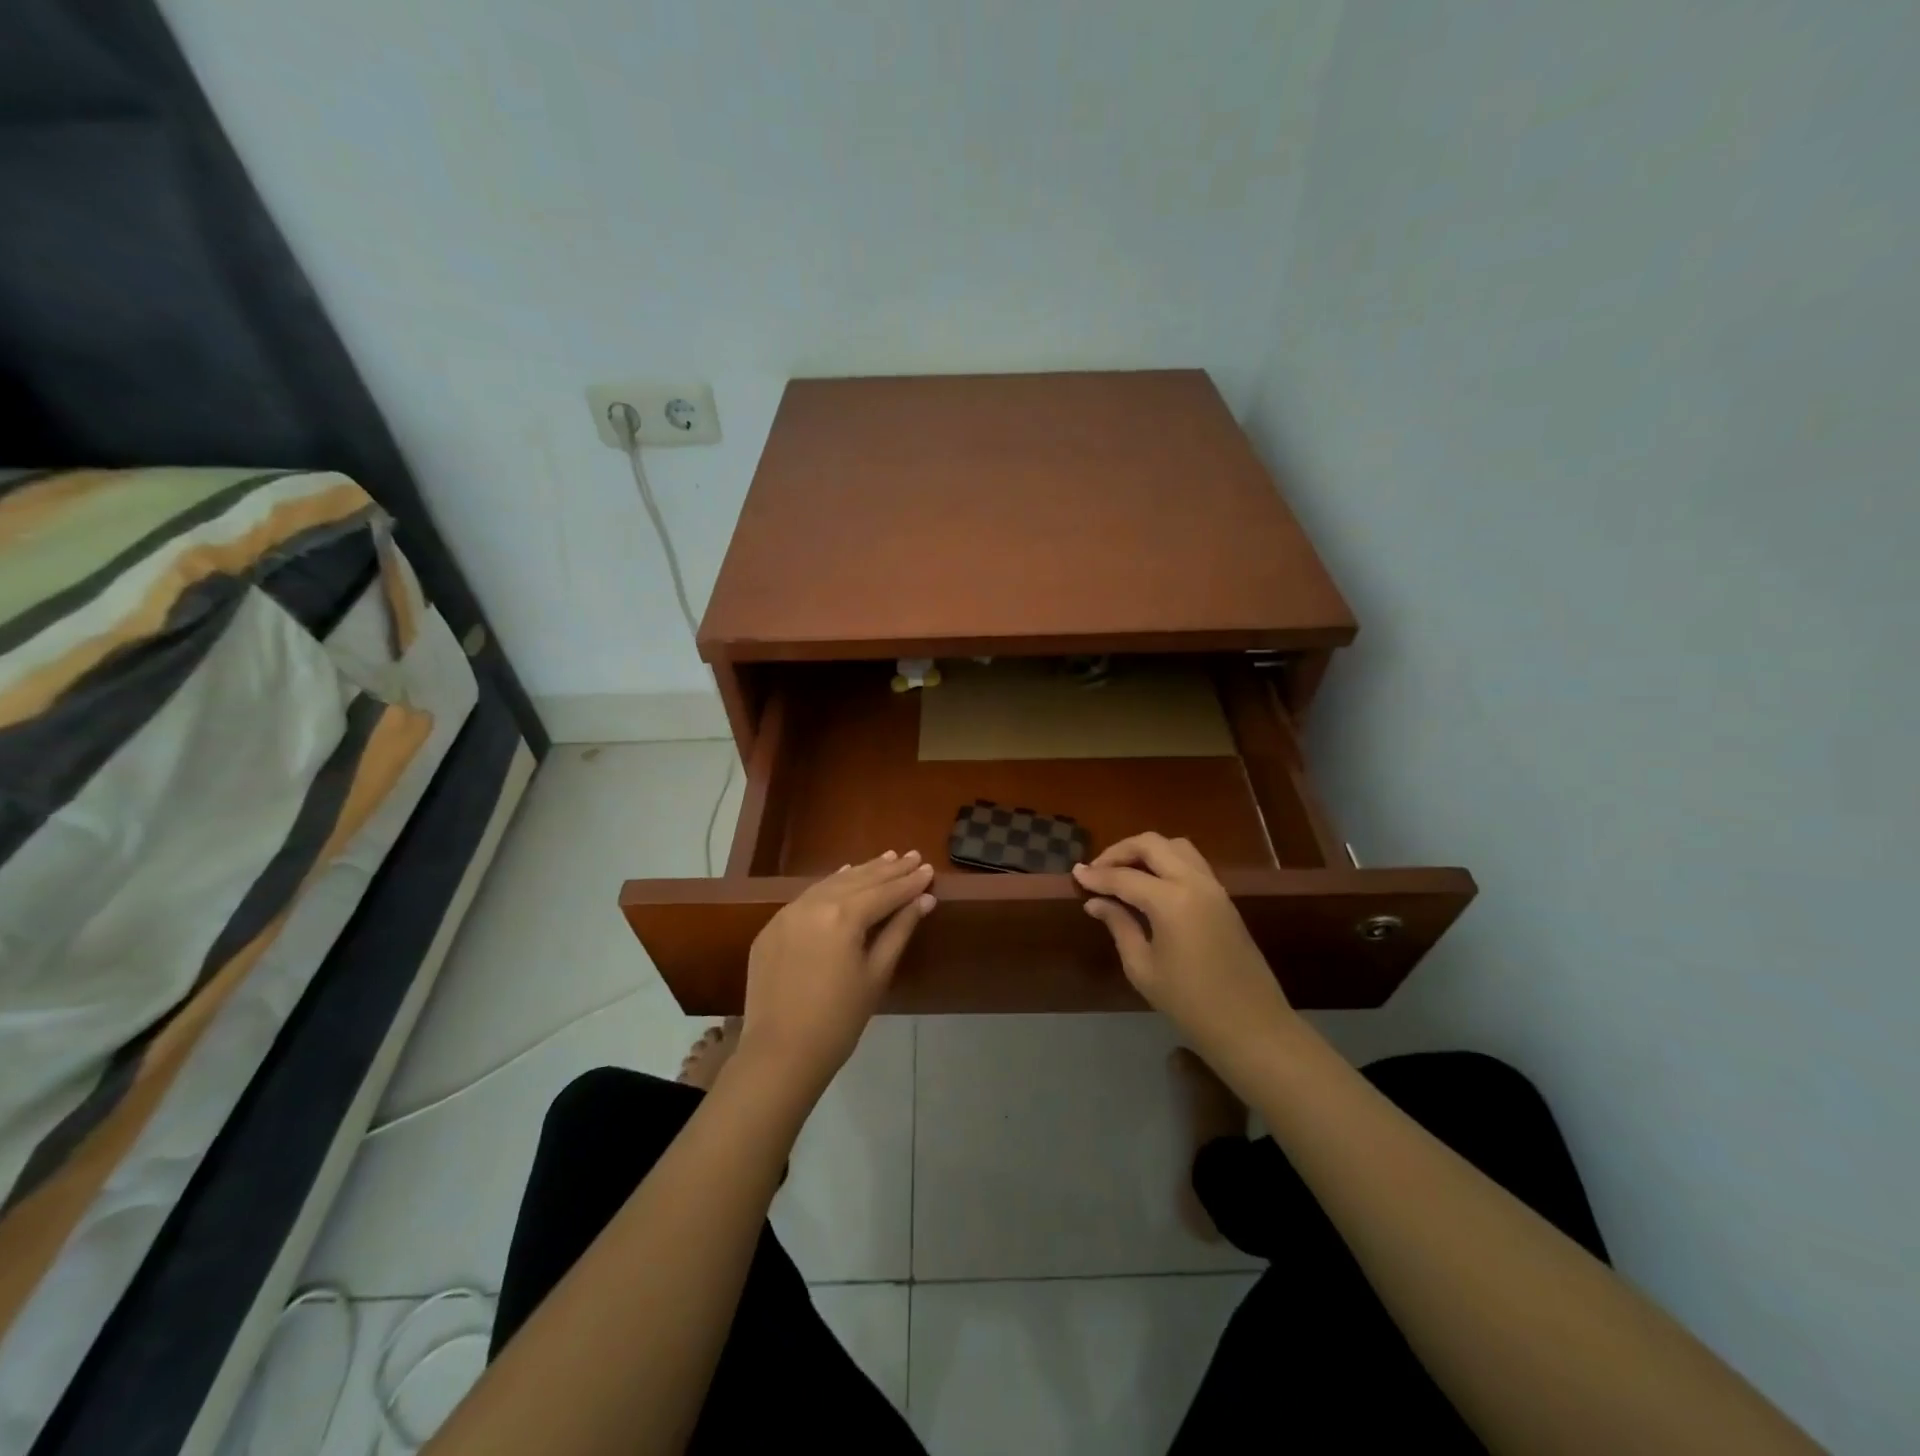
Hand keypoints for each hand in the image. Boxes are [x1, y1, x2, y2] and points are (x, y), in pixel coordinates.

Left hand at [737, 851, 935, 1099]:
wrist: (780, 1053)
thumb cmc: (840, 1019)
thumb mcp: (877, 974)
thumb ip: (900, 930)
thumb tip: (924, 899)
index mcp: (843, 916)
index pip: (885, 892)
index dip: (909, 882)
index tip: (929, 869)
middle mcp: (814, 904)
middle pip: (859, 881)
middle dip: (888, 869)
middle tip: (912, 856)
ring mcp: (788, 913)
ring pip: (831, 883)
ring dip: (861, 872)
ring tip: (885, 859)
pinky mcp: (772, 927)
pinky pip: (807, 896)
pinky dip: (830, 885)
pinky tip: (844, 876)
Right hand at [1072, 834, 1297, 1067]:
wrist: (1251, 1026)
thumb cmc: (1190, 1004)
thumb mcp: (1143, 968)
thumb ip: (1119, 926)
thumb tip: (1096, 902)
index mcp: (1171, 901)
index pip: (1124, 877)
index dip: (1096, 876)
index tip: (1075, 875)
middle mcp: (1194, 882)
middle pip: (1152, 844)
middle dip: (1120, 851)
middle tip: (1097, 870)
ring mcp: (1213, 887)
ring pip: (1175, 846)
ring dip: (1146, 851)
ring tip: (1123, 872)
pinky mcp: (1223, 897)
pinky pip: (1191, 862)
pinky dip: (1166, 861)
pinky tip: (1150, 883)